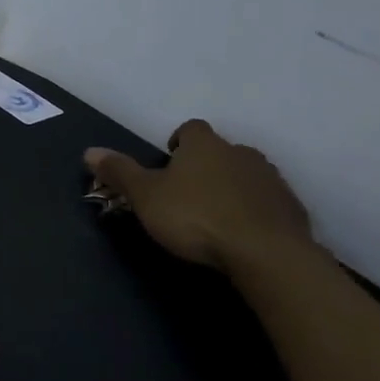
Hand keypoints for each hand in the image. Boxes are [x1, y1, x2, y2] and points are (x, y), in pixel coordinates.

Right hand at [84, 120, 313, 272]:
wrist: (264, 252)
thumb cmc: (195, 218)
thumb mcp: (145, 197)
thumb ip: (120, 172)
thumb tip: (89, 151)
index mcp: (204, 145)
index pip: (190, 129)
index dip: (178, 143)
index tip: (168, 166)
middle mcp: (240, 152)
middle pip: (220, 151)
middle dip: (205, 168)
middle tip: (187, 196)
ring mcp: (270, 178)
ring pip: (245, 175)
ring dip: (231, 188)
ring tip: (214, 218)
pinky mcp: (290, 206)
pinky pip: (266, 202)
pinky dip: (253, 211)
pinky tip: (241, 235)